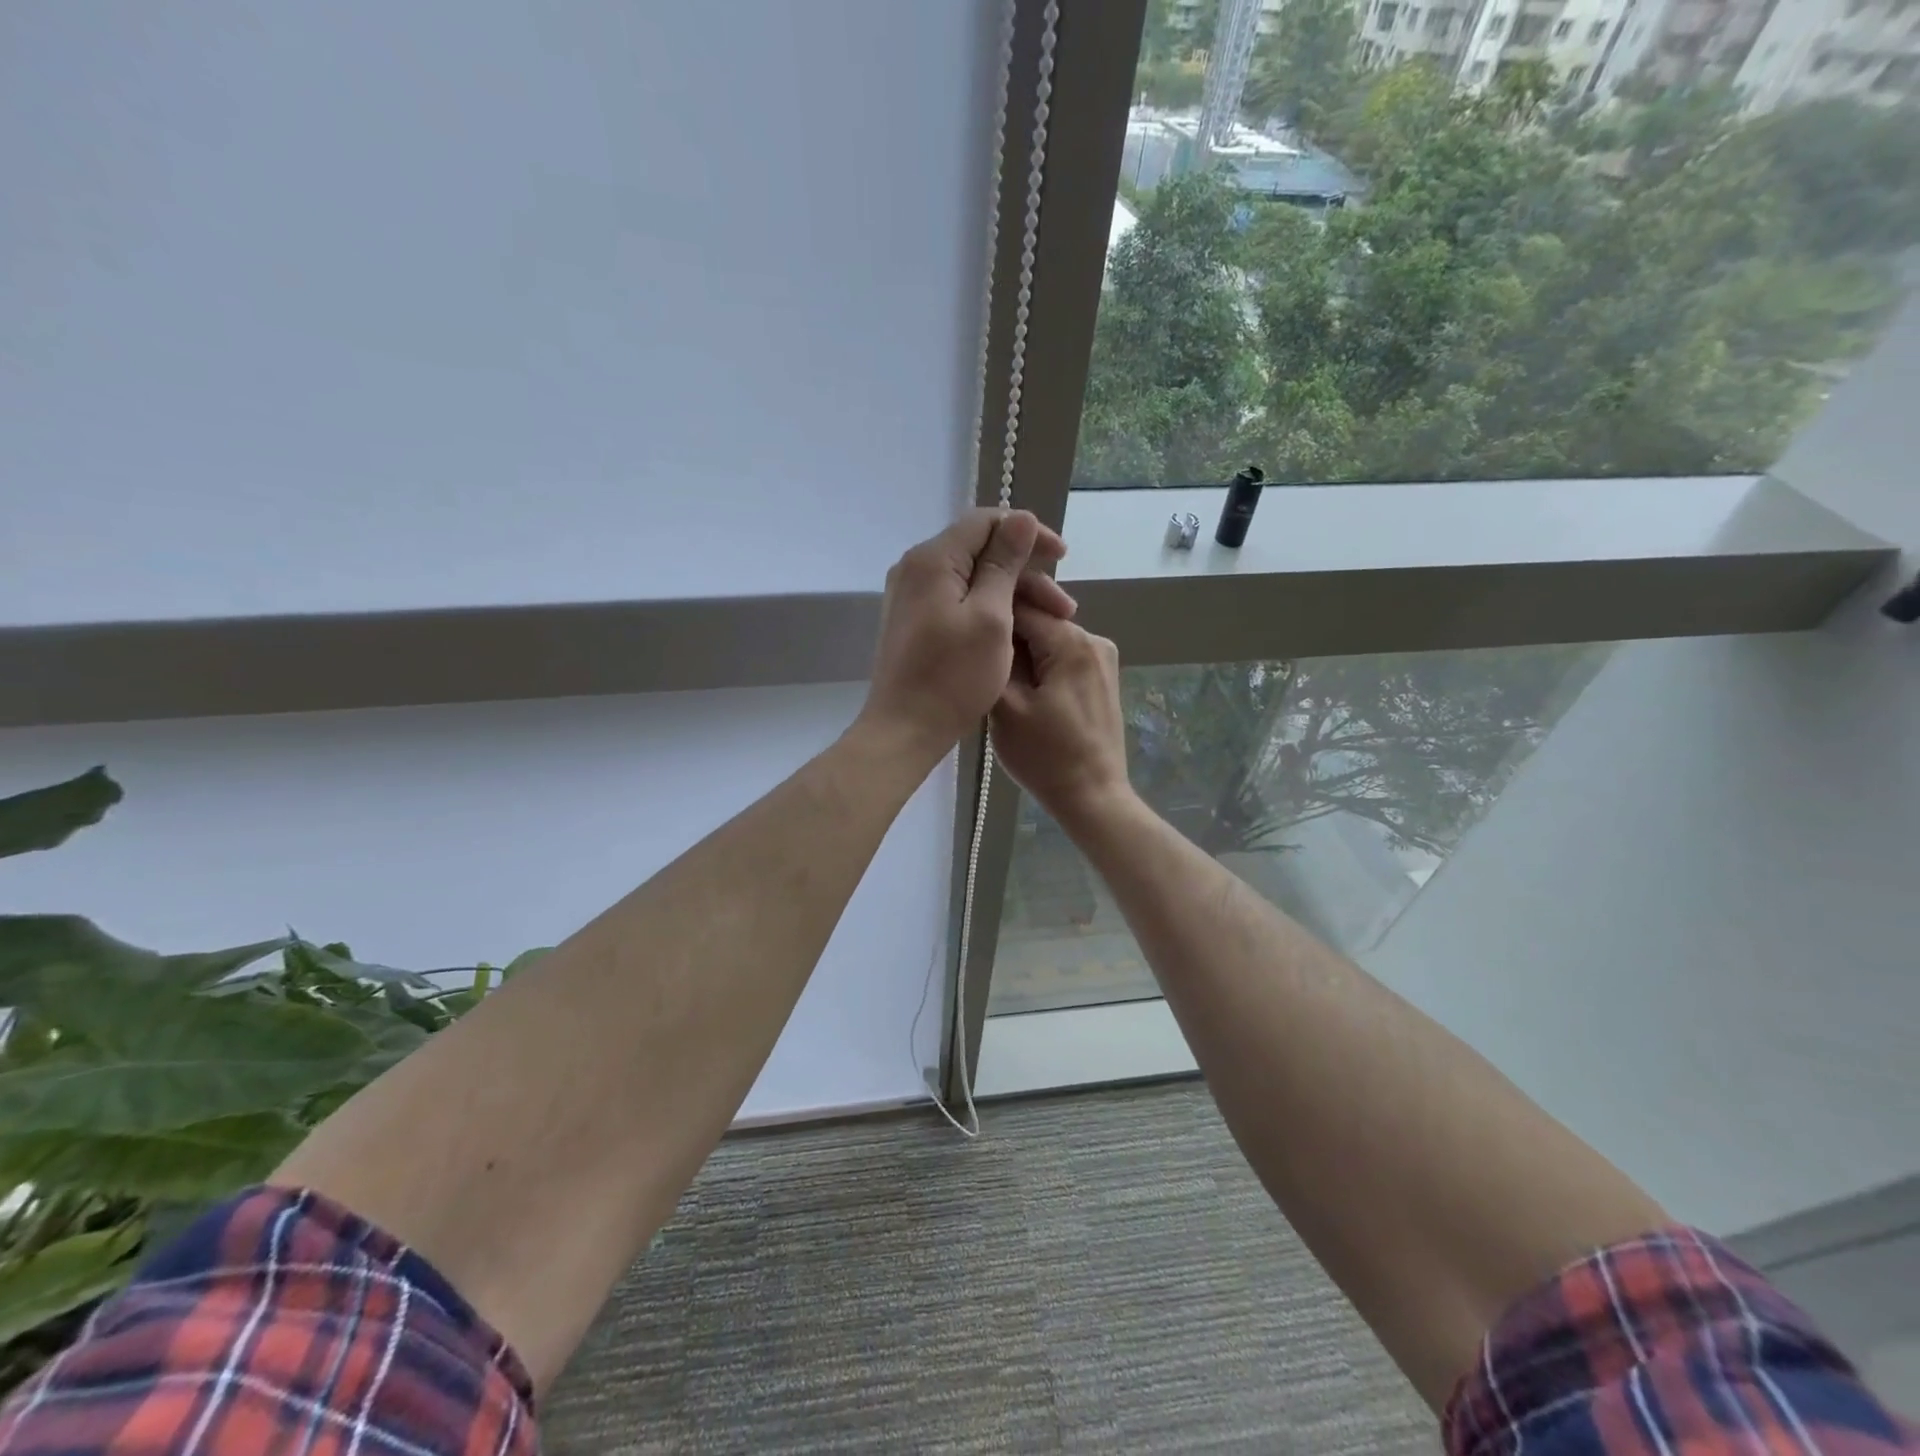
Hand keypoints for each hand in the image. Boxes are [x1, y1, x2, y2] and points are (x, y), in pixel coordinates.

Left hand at [858, 509, 1073, 761]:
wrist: (904, 729)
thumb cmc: (952, 677)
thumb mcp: (990, 618)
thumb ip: (1004, 565)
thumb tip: (1020, 518)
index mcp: (932, 559)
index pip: (986, 521)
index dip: (1028, 533)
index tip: (1062, 558)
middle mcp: (915, 568)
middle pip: (979, 550)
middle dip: (1026, 572)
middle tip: (1064, 608)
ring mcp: (911, 596)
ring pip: (971, 578)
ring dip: (1012, 594)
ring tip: (1049, 624)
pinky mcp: (914, 621)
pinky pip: (958, 599)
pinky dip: (989, 609)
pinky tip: (1015, 630)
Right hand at [991, 608, 1133, 829]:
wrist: (1092, 797)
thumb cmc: (1044, 756)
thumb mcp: (1005, 707)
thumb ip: (996, 658)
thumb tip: (989, 628)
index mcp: (1071, 640)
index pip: (1020, 606)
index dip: (988, 617)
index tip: (965, 636)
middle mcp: (1094, 639)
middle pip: (1037, 621)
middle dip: (1008, 639)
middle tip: (980, 666)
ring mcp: (1103, 658)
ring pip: (1049, 640)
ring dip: (1023, 655)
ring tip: (999, 683)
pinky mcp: (1103, 678)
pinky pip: (1063, 658)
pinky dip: (1042, 668)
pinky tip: (1025, 694)